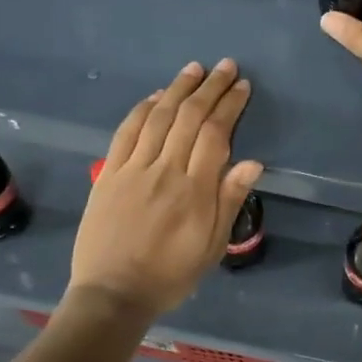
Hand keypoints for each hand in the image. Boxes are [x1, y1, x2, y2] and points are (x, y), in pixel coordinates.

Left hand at [67, 59, 262, 317]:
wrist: (112, 294)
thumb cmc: (171, 274)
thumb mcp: (213, 245)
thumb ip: (230, 200)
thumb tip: (253, 161)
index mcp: (194, 189)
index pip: (216, 133)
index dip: (230, 105)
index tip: (242, 87)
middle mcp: (165, 170)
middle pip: (190, 117)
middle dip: (210, 87)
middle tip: (226, 67)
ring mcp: (133, 169)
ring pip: (159, 117)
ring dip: (178, 88)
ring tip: (194, 69)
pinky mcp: (109, 174)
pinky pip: (126, 132)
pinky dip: (142, 109)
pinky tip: (156, 95)